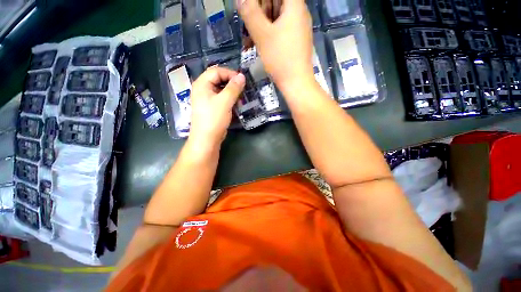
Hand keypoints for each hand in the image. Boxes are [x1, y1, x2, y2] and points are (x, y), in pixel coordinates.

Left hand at [189, 67, 245, 146]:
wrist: (207, 139)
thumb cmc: (214, 119)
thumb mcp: (225, 102)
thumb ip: (234, 88)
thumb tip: (242, 76)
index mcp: (202, 84)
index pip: (216, 71)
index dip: (230, 73)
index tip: (242, 81)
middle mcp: (203, 89)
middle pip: (218, 79)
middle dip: (231, 83)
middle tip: (243, 89)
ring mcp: (207, 99)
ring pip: (221, 89)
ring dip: (231, 92)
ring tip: (241, 97)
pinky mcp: (211, 107)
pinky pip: (221, 98)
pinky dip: (229, 99)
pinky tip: (236, 104)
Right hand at [238, 0, 313, 91]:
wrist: (296, 83)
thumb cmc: (280, 58)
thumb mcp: (262, 35)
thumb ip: (250, 12)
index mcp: (294, 6)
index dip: (261, 0)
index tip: (251, 9)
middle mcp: (299, 13)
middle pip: (276, 2)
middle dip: (258, 11)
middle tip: (247, 24)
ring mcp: (297, 29)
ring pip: (276, 18)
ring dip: (260, 25)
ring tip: (248, 39)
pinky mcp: (295, 41)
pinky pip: (279, 31)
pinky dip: (267, 35)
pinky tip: (257, 45)